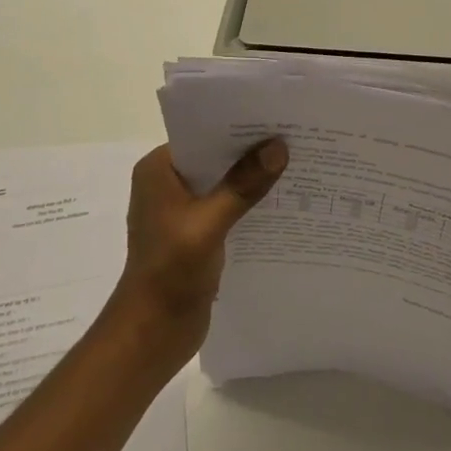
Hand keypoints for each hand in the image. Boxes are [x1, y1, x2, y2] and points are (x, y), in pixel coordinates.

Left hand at [109, 140, 287, 370]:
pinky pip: (229, 204)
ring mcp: (183, 208)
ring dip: (255, 176)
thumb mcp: (207, 225)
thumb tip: (279, 147)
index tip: (278, 115)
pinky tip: (284, 201)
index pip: (203, 133)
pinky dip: (251, 201)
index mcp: (159, 170)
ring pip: (226, 180)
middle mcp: (169, 182)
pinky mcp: (197, 231)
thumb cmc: (169, 274)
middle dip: (253, 150)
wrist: (151, 335)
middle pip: (217, 156)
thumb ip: (242, 186)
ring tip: (299, 163)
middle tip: (297, 136)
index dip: (239, 124)